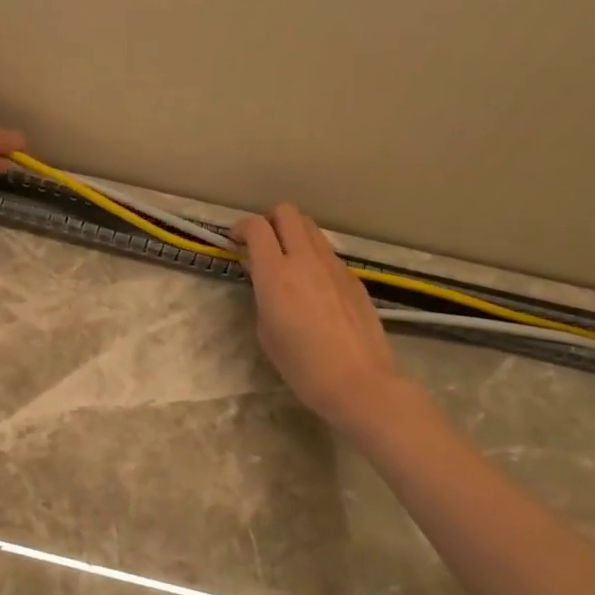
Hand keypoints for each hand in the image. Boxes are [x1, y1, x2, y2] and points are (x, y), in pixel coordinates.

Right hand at [233, 204, 406, 432]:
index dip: (241, 227)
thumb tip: (264, 277)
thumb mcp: (266, 331)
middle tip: (262, 244)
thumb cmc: (303, 366)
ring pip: (311, 228)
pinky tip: (313, 286)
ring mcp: (334, 266)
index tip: (235, 241)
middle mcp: (306, 260)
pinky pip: (327, 252)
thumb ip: (262, 295)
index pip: (257, 227)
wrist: (359, 382)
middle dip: (270, 220)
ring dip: (293, 234)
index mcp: (276, 274)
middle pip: (288, 212)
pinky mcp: (353, 278)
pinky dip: (313, 256)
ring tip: (287, 261)